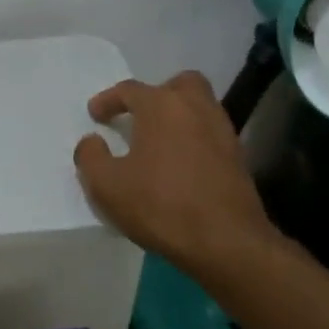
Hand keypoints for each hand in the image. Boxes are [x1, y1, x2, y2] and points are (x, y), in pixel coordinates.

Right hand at [73, 71, 283, 279]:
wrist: (228, 244)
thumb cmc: (161, 206)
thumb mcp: (106, 185)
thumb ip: (90, 156)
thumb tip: (93, 141)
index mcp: (161, 106)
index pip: (129, 90)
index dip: (108, 100)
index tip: (95, 115)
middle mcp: (195, 108)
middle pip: (179, 84)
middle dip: (158, 94)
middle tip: (140, 116)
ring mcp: (222, 132)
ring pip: (200, 107)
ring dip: (178, 117)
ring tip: (158, 142)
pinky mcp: (238, 159)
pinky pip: (210, 134)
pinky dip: (194, 139)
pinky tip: (179, 164)